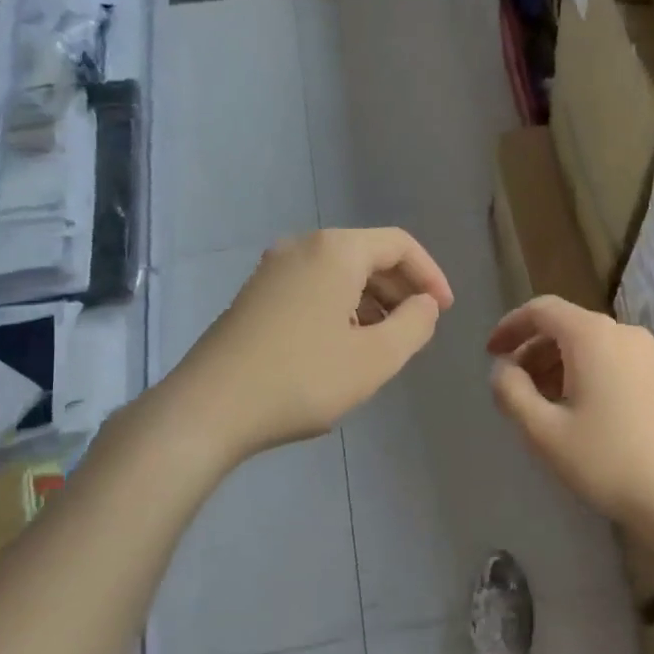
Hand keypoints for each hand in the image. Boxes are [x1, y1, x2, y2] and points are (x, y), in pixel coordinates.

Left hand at [173, 228, 452, 458]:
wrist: (209, 408)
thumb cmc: (302, 379)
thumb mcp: (375, 358)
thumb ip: (415, 325)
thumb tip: (425, 305)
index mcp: (335, 251)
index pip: (399, 244)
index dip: (431, 275)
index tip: (444, 312)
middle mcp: (302, 247)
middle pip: (368, 255)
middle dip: (400, 290)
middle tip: (417, 330)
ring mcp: (272, 270)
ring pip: (339, 274)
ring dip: (371, 302)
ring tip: (383, 345)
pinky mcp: (254, 296)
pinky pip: (313, 288)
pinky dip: (340, 308)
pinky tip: (342, 348)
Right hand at [487, 296, 653, 534]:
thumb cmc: (606, 460)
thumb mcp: (543, 431)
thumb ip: (512, 392)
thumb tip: (502, 370)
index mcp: (592, 336)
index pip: (542, 309)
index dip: (510, 326)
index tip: (489, 353)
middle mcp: (621, 333)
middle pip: (565, 325)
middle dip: (531, 349)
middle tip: (510, 385)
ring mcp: (645, 355)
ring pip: (587, 344)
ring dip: (554, 364)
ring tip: (537, 402)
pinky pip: (608, 359)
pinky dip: (580, 372)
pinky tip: (572, 409)